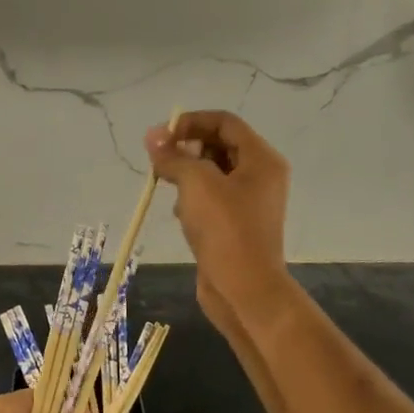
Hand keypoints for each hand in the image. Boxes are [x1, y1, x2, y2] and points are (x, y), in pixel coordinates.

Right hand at [145, 110, 291, 327]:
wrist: (245, 290)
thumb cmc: (226, 229)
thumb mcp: (196, 183)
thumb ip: (173, 156)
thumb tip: (153, 137)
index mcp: (261, 160)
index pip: (224, 122)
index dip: (191, 122)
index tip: (162, 136)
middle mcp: (260, 176)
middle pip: (218, 145)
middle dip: (186, 148)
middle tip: (159, 160)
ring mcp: (248, 202)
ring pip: (212, 173)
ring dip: (186, 173)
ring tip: (166, 184)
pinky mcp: (235, 224)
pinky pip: (210, 199)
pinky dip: (191, 199)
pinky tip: (178, 213)